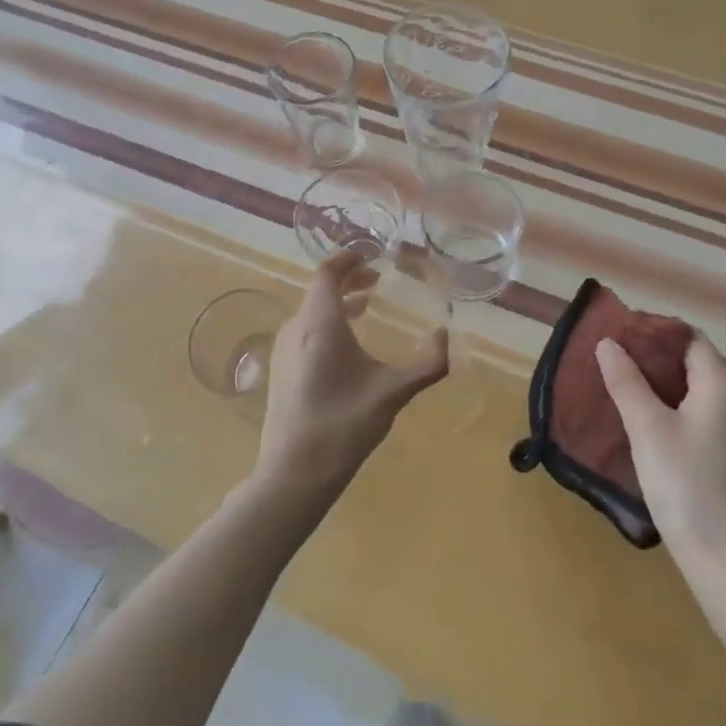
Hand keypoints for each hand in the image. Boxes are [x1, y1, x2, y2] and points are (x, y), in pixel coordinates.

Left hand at [254, 251, 449, 502]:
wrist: (294, 471)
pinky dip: (326, 322)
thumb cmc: (344, 424)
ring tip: (365, 306)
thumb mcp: (393, 392)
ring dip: (337, 301)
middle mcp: (296, 328)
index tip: (371, 254)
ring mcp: (283, 349)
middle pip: (319, 289)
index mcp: (320, 323)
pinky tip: (345, 345)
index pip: (328, 273)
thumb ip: (428, 364)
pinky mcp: (279, 369)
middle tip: (375, 279)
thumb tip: (445, 336)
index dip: (348, 258)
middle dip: (348, 279)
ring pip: (310, 310)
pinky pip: (303, 329)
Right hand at [595, 332, 725, 578]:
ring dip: (655, 385)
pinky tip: (638, 424)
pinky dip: (667, 410)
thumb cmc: (687, 484)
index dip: (652, 330)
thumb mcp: (647, 428)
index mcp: (721, 383)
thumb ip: (626, 382)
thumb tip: (608, 343)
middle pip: (690, 361)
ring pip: (690, 391)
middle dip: (649, 357)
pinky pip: (694, 416)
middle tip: (606, 360)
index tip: (615, 334)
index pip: (687, 336)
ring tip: (614, 388)